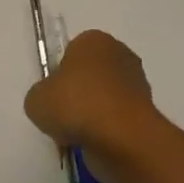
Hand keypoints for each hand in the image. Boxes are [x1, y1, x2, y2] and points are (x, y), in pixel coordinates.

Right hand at [23, 30, 159, 171]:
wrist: (121, 136)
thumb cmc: (77, 105)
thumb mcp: (36, 99)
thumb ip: (41, 95)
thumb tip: (52, 101)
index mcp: (93, 39)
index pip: (71, 53)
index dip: (60, 76)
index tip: (54, 97)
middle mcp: (119, 52)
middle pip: (91, 74)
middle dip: (79, 94)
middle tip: (65, 117)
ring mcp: (137, 80)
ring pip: (106, 96)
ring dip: (94, 113)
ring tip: (80, 135)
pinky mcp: (146, 107)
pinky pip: (118, 116)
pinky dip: (109, 128)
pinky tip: (98, 142)